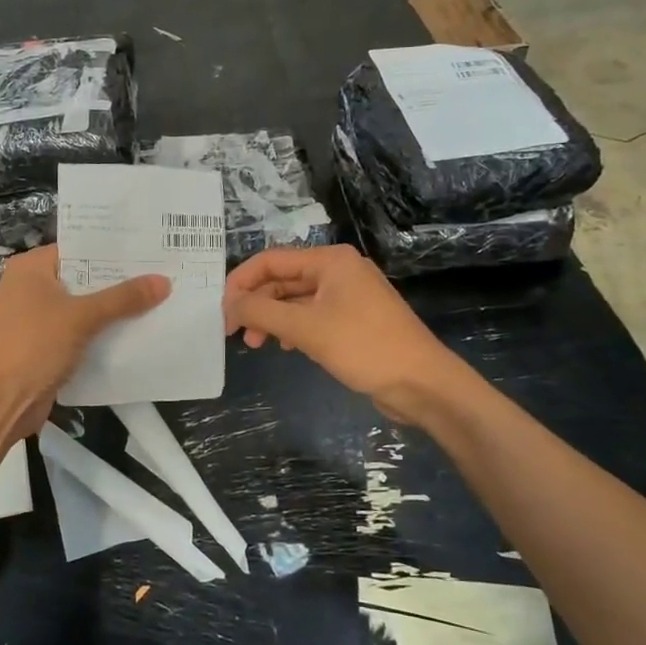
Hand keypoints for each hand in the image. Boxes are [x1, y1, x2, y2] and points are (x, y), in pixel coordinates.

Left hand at [0, 245, 169, 447]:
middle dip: (119, 282)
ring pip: (83, 308)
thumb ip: (123, 298)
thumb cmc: (32, 346)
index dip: (114, 249)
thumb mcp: (81, 317)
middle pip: (83, 278)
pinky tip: (136, 333)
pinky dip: (101, 334)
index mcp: (31, 268)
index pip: (79, 248)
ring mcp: (36, 319)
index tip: (152, 248)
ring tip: (159, 300)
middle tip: (164, 273)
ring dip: (113, 310)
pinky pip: (79, 333)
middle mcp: (31, 287)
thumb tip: (164, 281)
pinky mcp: (43, 347)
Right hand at [223, 246, 462, 425]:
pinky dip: (293, 328)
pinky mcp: (354, 320)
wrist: (423, 384)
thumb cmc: (363, 347)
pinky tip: (284, 347)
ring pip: (296, 300)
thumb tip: (229, 303)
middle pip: (282, 279)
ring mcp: (348, 296)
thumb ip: (261, 311)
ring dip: (272, 318)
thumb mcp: (306, 328)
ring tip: (257, 345)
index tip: (222, 311)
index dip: (241, 282)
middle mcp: (338, 271)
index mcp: (330, 260)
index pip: (270, 260)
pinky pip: (312, 316)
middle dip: (256, 304)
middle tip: (237, 333)